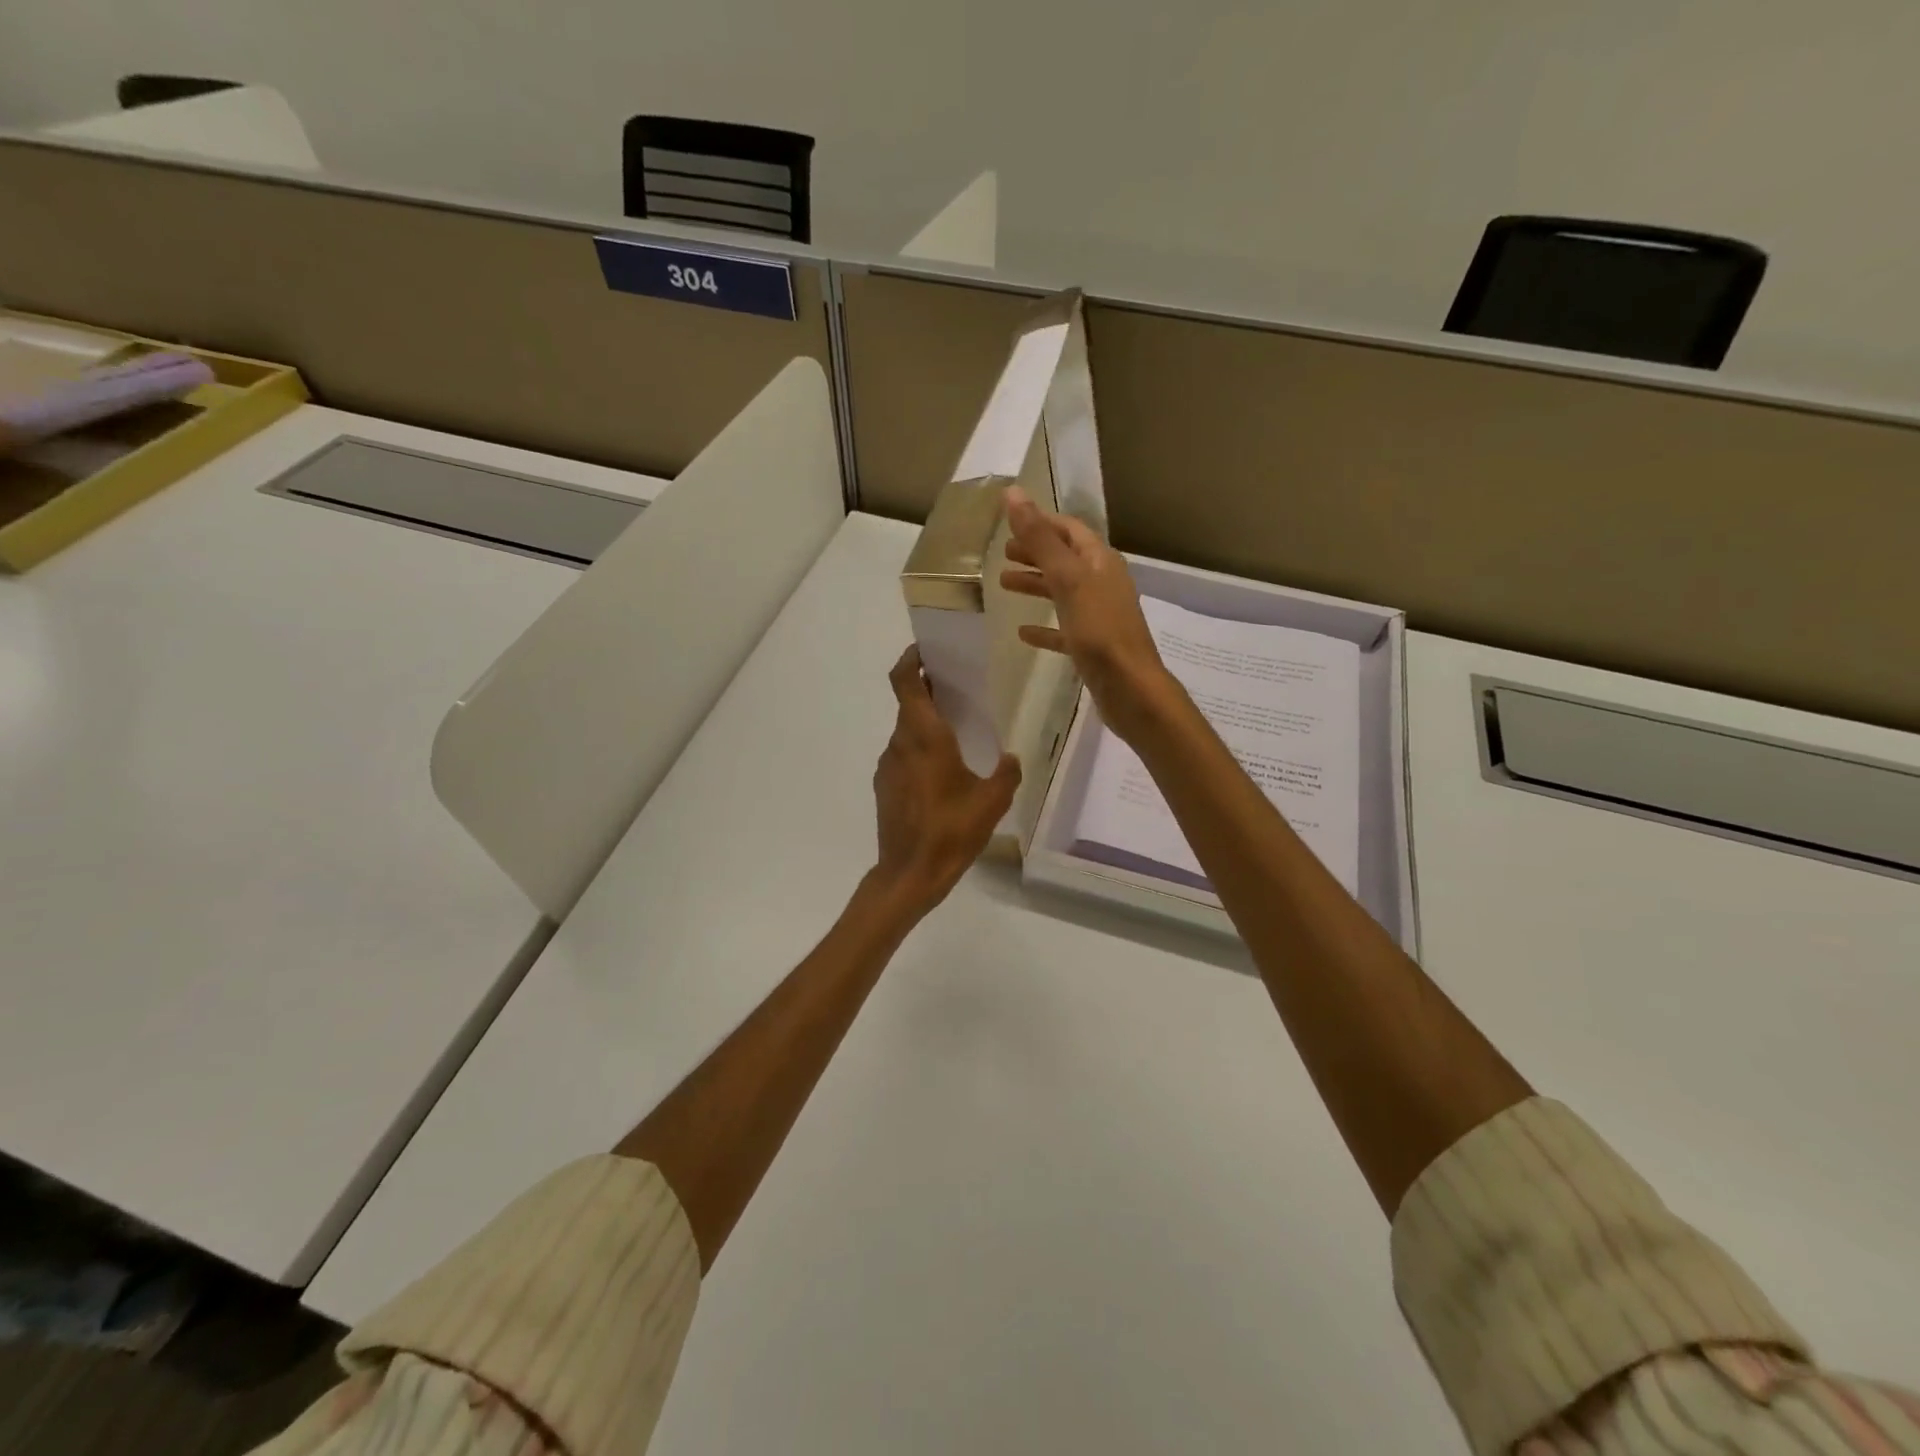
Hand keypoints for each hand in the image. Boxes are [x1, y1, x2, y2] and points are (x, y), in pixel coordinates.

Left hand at [870, 646, 1021, 916]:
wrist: (910, 873)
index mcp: (925, 737)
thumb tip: (1010, 758)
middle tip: (957, 691)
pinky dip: (918, 752)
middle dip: (928, 692)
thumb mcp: (992, 801)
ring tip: (955, 737)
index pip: (905, 682)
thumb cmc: (952, 831)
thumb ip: (1006, 773)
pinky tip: (941, 775)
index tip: (926, 651)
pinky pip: (902, 756)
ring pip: (906, 732)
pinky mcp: (884, 786)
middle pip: (908, 704)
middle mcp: (901, 743)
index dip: (910, 660)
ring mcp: (888, 765)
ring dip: (925, 726)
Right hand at [1000, 486, 1173, 742]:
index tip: (1011, 523)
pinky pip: (1064, 629)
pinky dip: (1044, 628)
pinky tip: (1022, 633)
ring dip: (1035, 586)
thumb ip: (1040, 539)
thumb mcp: (1067, 579)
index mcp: (1101, 562)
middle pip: (1065, 560)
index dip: (1042, 523)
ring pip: (1062, 593)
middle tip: (1003, 554)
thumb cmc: (1100, 630)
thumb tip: (1013, 493)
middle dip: (1036, 553)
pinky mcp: (1093, 647)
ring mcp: (1099, 616)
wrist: (1130, 688)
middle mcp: (1103, 584)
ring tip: (1004, 585)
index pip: (1070, 530)